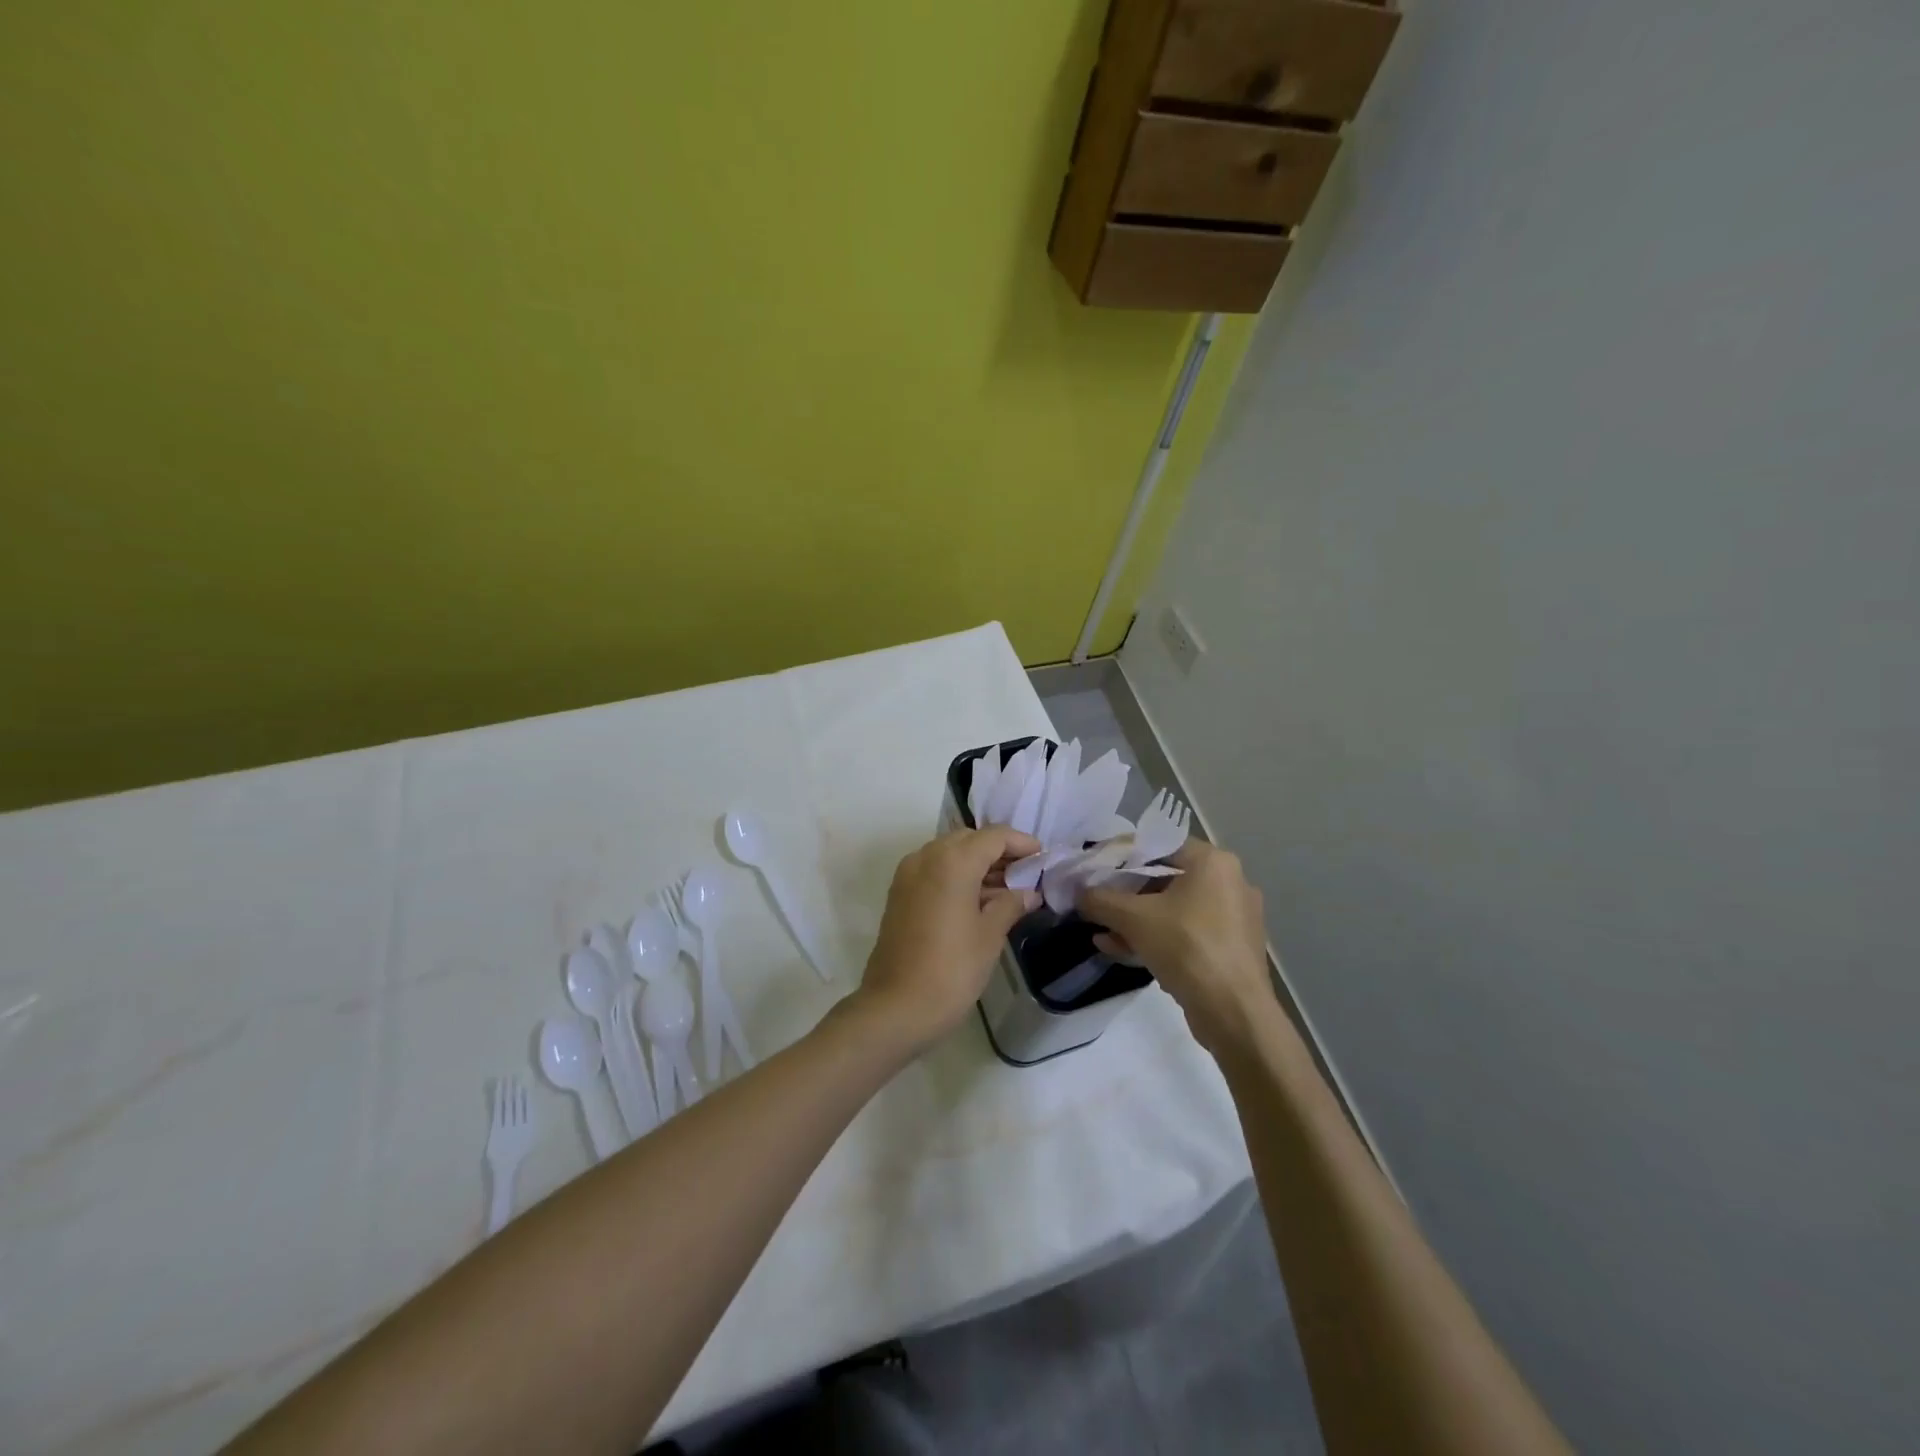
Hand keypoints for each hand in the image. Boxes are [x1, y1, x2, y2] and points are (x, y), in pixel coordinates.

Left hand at [855, 826, 1041, 1053]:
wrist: (895, 1007)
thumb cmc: (951, 970)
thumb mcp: (989, 936)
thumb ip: (1011, 904)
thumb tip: (1029, 893)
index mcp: (952, 861)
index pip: (994, 836)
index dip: (1021, 843)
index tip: (1043, 857)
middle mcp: (926, 857)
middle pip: (969, 840)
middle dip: (998, 851)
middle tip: (1026, 874)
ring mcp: (908, 874)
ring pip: (949, 853)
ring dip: (977, 863)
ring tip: (1007, 890)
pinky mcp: (899, 894)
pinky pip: (933, 870)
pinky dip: (957, 875)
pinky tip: (978, 900)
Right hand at [1078, 841, 1273, 1052]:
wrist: (1234, 1012)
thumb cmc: (1186, 947)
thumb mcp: (1133, 919)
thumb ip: (1101, 900)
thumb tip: (1078, 893)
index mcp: (1214, 863)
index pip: (1161, 846)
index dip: (1125, 857)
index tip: (1099, 872)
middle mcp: (1230, 882)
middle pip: (1167, 880)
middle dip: (1128, 896)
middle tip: (1100, 906)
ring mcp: (1235, 918)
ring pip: (1175, 910)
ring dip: (1138, 921)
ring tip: (1105, 936)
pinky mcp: (1233, 948)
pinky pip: (1188, 933)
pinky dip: (1159, 938)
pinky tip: (1125, 952)